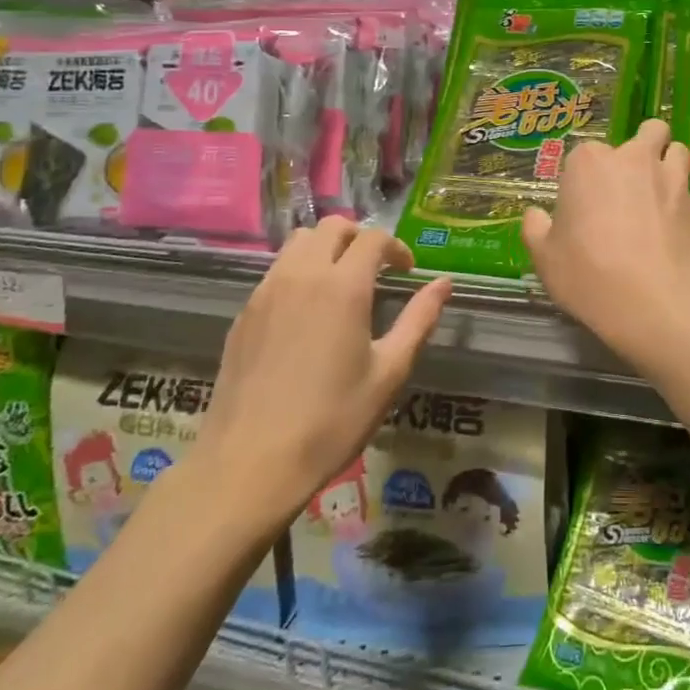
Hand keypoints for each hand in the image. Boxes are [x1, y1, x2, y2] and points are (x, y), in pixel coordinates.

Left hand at [192, 220, 451, 542]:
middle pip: (332, 226)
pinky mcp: (244, 313)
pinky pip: (276, 270)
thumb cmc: (331, 420)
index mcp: (343, 287)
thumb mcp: (389, 372)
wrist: (249, 463)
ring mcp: (267, 291)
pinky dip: (298, 271)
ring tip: (341, 283)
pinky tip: (307, 312)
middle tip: (376, 269)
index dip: (396, 247)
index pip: (373, 238)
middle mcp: (302, 275)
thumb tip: (444, 283)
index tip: (406, 272)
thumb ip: (419, 320)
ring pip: (298, 242)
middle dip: (360, 237)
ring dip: (326, 248)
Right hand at [521, 119, 689, 371]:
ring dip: (668, 162)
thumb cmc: (588, 274)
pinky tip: (672, 231)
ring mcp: (671, 179)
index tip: (583, 206)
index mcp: (590, 163)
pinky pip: (689, 192)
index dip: (585, 178)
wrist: (654, 302)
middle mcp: (633, 159)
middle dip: (640, 149)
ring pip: (676, 151)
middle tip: (629, 185)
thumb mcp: (545, 258)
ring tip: (659, 193)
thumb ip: (536, 229)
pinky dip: (681, 203)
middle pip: (645, 133)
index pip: (585, 154)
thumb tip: (535, 215)